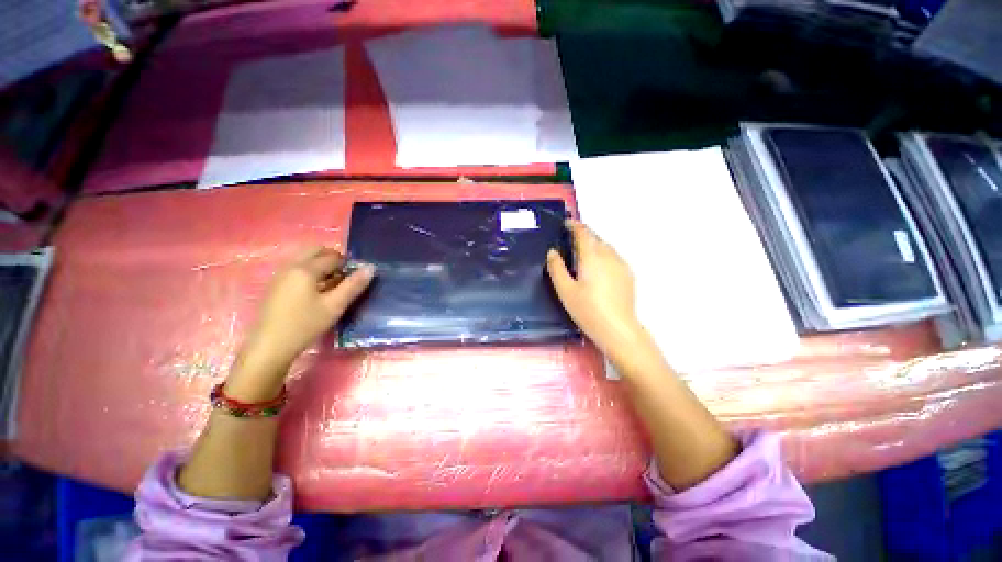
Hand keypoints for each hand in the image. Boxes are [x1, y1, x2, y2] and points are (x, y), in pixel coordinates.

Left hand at [226, 247, 374, 400]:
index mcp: (305, 269)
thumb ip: (353, 285)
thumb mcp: (335, 306)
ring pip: (305, 260)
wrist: (269, 347)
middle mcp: (290, 266)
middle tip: (345, 278)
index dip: (348, 264)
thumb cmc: (305, 325)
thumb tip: (371, 267)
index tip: (356, 278)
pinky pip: (296, 270)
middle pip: (315, 251)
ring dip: (321, 266)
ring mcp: (280, 276)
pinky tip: (315, 293)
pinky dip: (310, 273)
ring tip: (332, 287)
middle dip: (333, 259)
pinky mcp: (275, 286)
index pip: (332, 256)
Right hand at [546, 221, 644, 361]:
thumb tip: (552, 252)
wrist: (617, 328)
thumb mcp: (565, 290)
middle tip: (570, 240)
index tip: (566, 223)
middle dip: (583, 234)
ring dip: (594, 244)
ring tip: (583, 254)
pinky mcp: (627, 274)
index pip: (583, 232)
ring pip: (606, 246)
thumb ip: (556, 268)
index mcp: (591, 256)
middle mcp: (608, 255)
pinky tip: (598, 268)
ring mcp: (621, 264)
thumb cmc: (587, 309)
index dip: (574, 225)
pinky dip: (603, 254)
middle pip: (596, 237)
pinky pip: (613, 256)